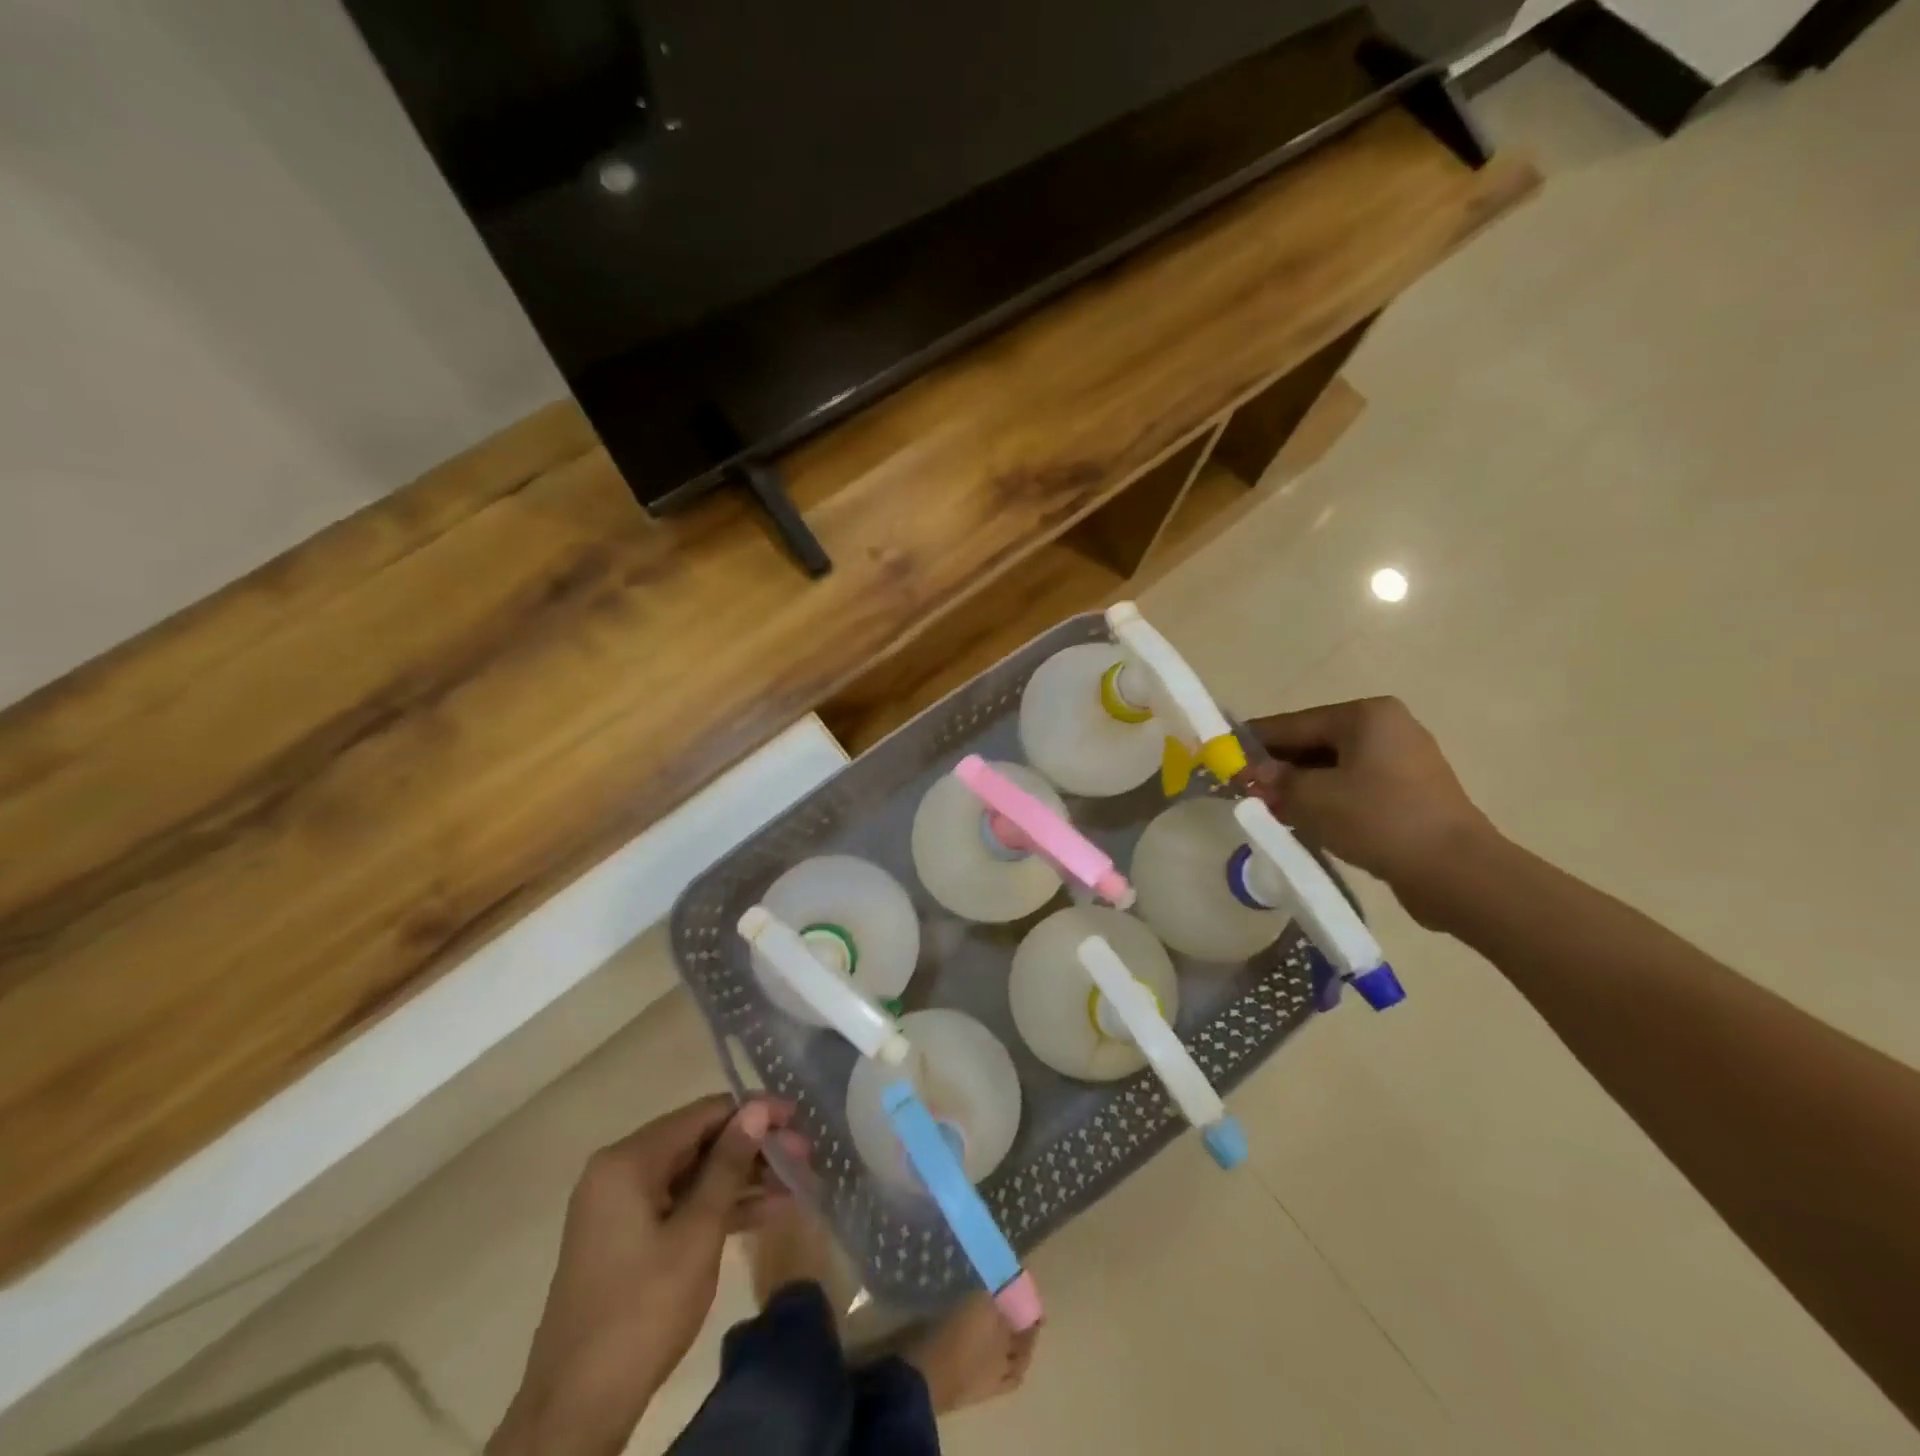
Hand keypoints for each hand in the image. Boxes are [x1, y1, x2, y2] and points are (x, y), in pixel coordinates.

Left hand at [489, 1095, 803, 1455]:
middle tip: (805, 1158)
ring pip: (694, 1175)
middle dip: (754, 1149)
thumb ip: (729, 1164)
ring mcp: (621, 1206)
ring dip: (743, 1179)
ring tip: (796, 1184)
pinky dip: (719, 1207)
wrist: (577, 1410)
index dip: (755, 1112)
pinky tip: (766, 1212)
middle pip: (700, 1142)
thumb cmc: (643, 1311)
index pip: (704, 1113)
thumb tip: (758, 1109)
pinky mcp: (627, 1238)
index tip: (798, 1120)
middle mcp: (620, 1171)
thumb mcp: (697, 1233)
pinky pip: (681, 1204)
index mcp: (629, 1160)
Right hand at [1246, 697, 1495, 926]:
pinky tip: (1305, 821)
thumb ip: (1276, 780)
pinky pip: (1355, 787)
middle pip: (1314, 744)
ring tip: (1268, 809)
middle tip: (1243, 789)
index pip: (1293, 723)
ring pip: (1334, 768)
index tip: (1223, 754)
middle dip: (1278, 768)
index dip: (1254, 742)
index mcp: (1365, 716)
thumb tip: (1252, 774)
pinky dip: (1327, 800)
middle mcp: (1387, 728)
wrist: (1456, 871)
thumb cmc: (1379, 820)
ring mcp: (1404, 761)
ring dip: (1301, 787)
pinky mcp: (1411, 793)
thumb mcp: (1313, 798)